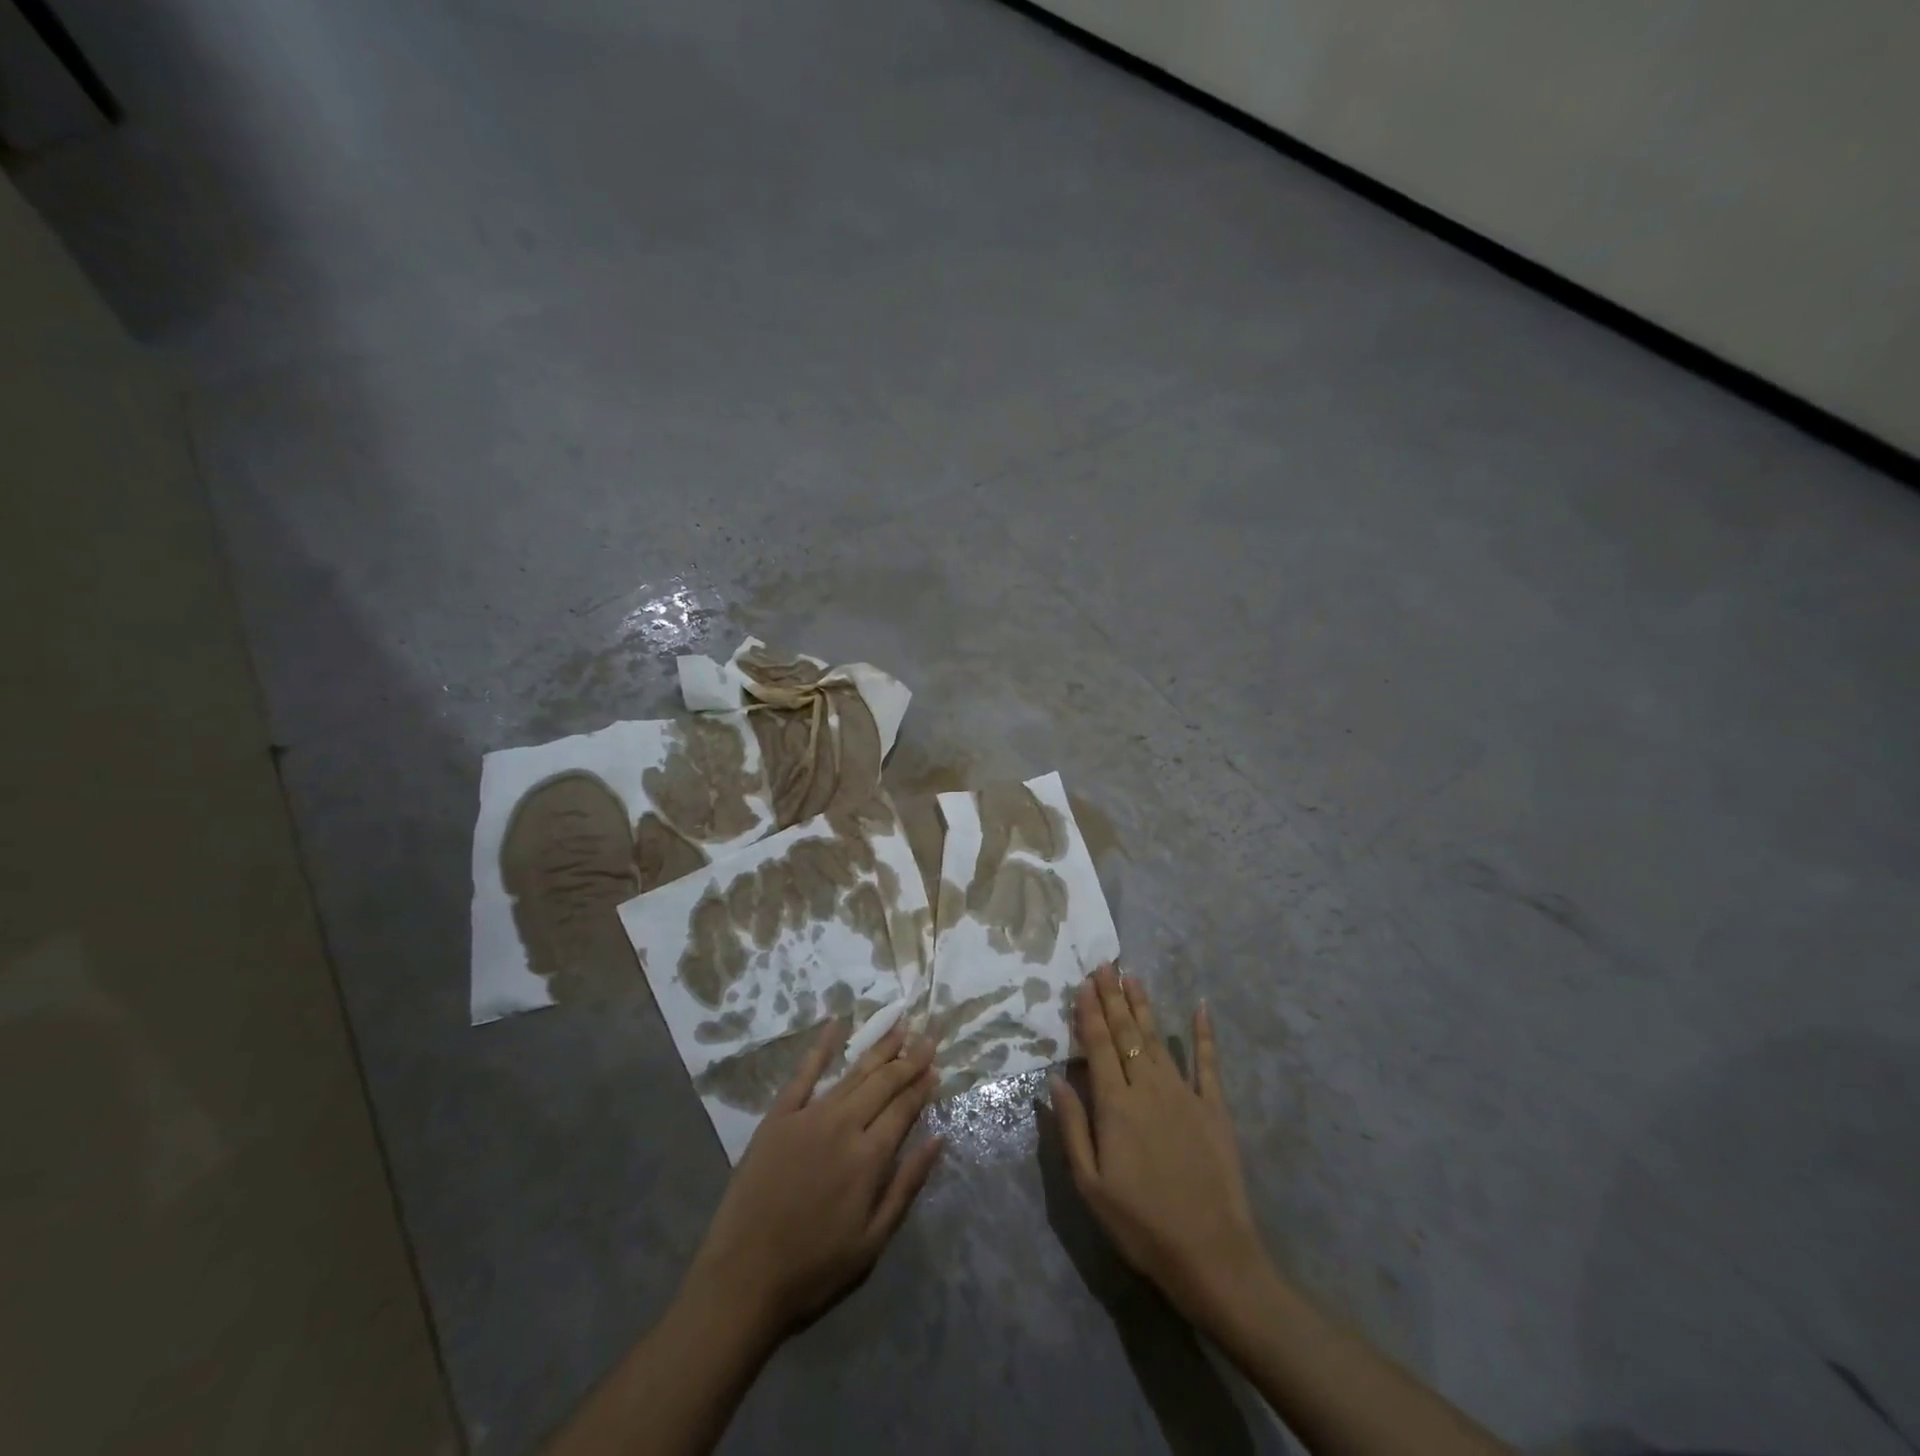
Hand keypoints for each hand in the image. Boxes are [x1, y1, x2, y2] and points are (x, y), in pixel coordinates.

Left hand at [684, 1021, 943, 1337]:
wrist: (742, 1280)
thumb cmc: (814, 1269)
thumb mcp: (872, 1242)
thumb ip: (907, 1186)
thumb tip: (938, 1139)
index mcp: (869, 1158)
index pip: (904, 1108)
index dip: (922, 1086)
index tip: (936, 1066)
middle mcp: (843, 1126)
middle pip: (883, 1083)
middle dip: (909, 1059)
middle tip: (928, 1036)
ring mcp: (809, 1116)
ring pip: (853, 1073)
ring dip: (879, 1048)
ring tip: (899, 1026)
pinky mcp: (778, 1116)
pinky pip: (804, 1073)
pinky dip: (822, 1047)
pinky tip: (837, 1024)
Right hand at [1051, 964, 1269, 1326]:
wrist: (1212, 1255)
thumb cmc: (1141, 1224)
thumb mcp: (1090, 1185)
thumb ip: (1072, 1127)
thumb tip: (1056, 1079)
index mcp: (1116, 1105)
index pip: (1099, 1046)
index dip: (1089, 1013)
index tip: (1082, 984)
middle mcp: (1148, 1087)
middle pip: (1126, 1033)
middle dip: (1113, 997)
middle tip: (1105, 965)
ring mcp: (1185, 1094)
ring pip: (1158, 1039)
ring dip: (1143, 1006)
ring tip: (1133, 977)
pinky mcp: (1214, 1108)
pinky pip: (1208, 1063)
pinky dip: (1204, 1033)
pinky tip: (1200, 1007)